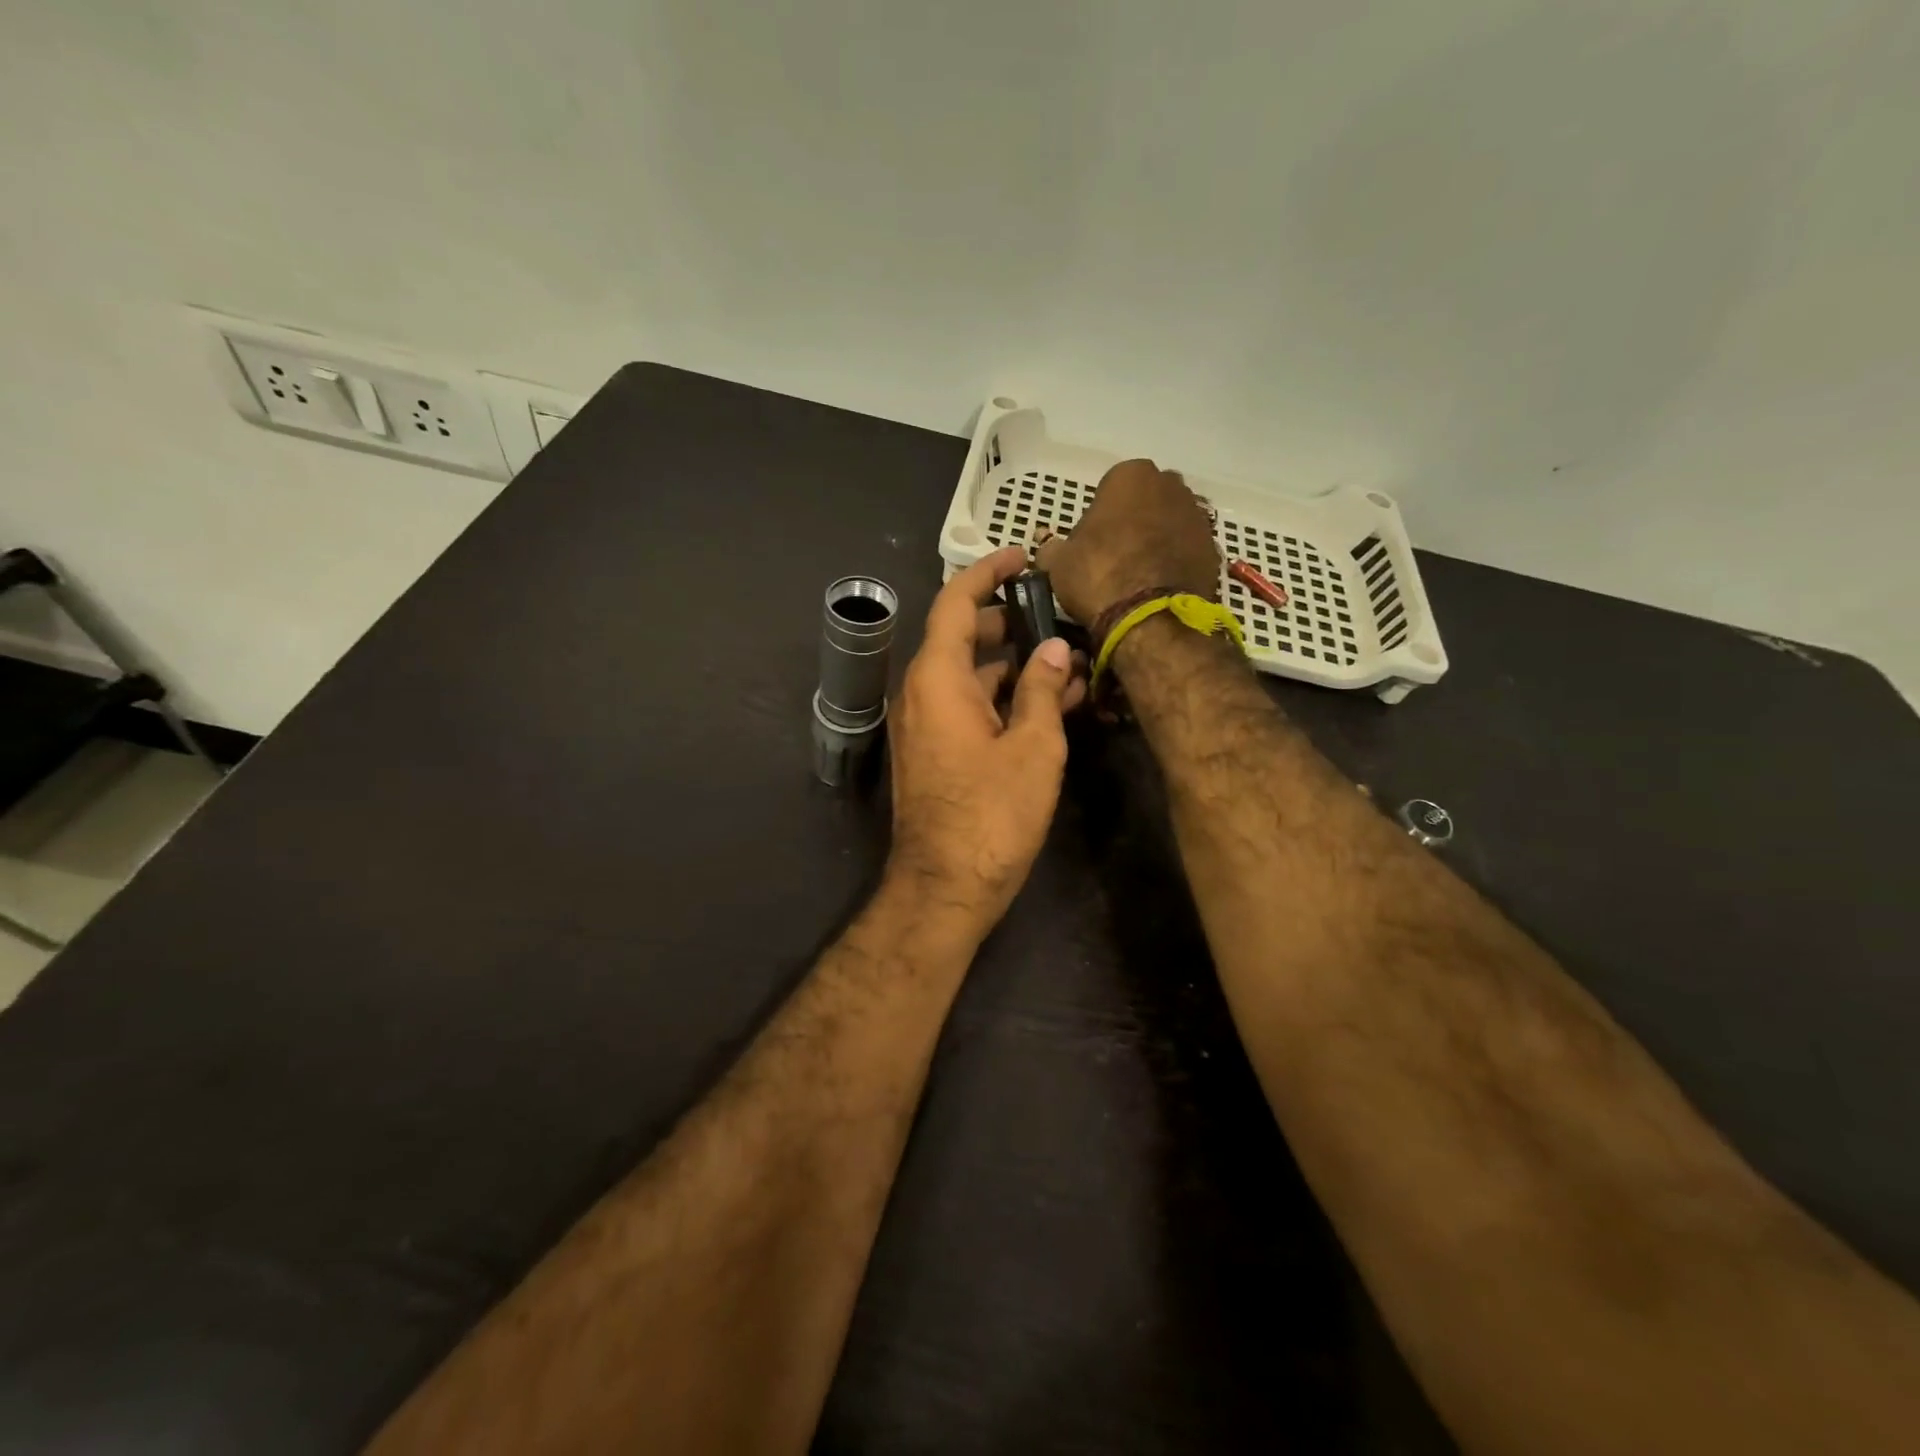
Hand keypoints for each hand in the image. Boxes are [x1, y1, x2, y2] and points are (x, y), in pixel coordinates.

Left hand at [886, 547, 1086, 933]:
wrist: (946, 887)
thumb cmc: (992, 814)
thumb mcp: (1033, 748)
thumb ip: (1042, 690)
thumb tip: (1054, 650)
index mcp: (937, 679)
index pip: (955, 602)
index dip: (986, 572)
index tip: (1021, 557)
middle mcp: (922, 693)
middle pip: (963, 638)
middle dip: (1011, 623)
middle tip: (1059, 616)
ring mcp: (926, 725)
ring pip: (971, 677)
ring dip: (1016, 668)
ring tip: (1071, 665)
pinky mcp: (936, 752)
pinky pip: (969, 708)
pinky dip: (1004, 700)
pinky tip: (1051, 705)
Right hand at [1035, 459, 1219, 624]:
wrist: (1150, 620)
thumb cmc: (1098, 577)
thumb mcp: (1058, 562)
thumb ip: (1052, 547)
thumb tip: (1047, 547)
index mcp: (1130, 475)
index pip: (1110, 487)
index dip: (1100, 515)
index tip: (1093, 541)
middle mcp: (1170, 485)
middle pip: (1147, 499)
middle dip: (1135, 519)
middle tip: (1116, 554)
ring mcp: (1197, 516)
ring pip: (1171, 522)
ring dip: (1158, 539)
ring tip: (1139, 573)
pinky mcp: (1214, 549)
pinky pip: (1188, 549)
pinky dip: (1177, 561)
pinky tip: (1160, 585)